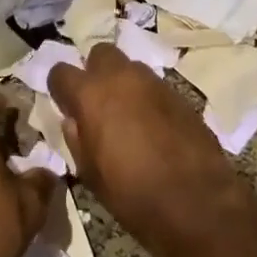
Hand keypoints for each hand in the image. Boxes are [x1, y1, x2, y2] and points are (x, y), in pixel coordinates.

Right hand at [48, 42, 246, 255]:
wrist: (196, 202)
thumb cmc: (131, 193)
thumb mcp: (89, 173)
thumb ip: (76, 138)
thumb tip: (74, 120)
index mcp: (91, 94)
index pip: (61, 72)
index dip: (60, 88)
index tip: (66, 105)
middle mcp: (121, 78)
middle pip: (100, 53)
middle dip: (95, 71)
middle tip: (98, 101)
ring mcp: (154, 83)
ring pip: (131, 67)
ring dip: (124, 83)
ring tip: (127, 114)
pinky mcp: (180, 95)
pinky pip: (155, 87)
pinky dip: (148, 99)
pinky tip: (153, 126)